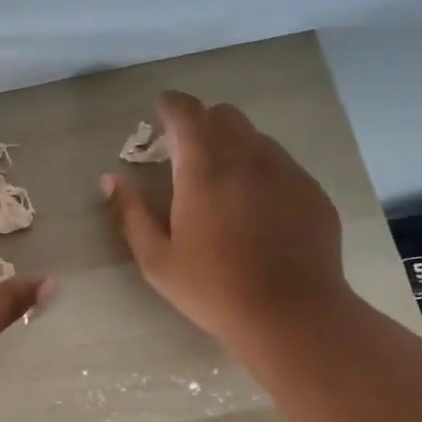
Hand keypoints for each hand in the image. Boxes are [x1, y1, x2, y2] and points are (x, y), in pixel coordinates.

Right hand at [103, 91, 350, 348]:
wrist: (292, 315)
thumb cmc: (214, 289)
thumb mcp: (157, 259)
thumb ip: (130, 213)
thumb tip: (110, 179)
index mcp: (203, 169)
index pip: (186, 112)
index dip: (170, 105)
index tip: (159, 113)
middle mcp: (247, 157)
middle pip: (224, 115)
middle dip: (201, 123)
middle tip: (187, 154)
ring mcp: (285, 171)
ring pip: (255, 137)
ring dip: (233, 146)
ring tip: (223, 183)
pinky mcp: (311, 190)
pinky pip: (282, 164)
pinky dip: (262, 171)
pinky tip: (257, 209)